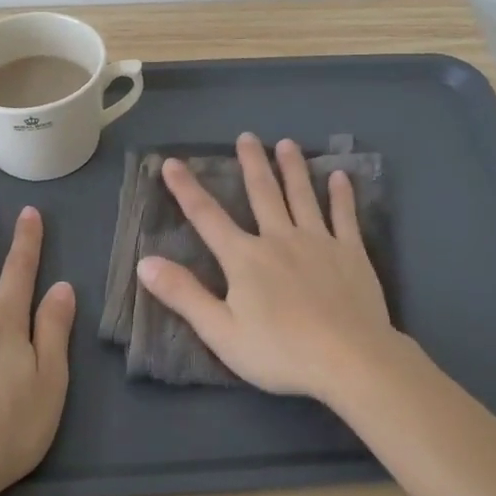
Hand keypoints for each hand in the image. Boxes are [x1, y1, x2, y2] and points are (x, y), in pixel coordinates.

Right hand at [135, 133, 400, 399]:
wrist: (349, 359)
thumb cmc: (280, 351)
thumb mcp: (220, 331)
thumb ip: (184, 295)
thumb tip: (145, 262)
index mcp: (245, 258)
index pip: (207, 217)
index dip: (186, 189)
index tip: (172, 162)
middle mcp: (279, 239)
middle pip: (262, 193)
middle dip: (251, 163)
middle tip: (247, 136)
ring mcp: (318, 242)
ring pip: (302, 196)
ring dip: (293, 168)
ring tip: (287, 143)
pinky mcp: (351, 253)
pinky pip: (344, 217)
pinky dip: (341, 195)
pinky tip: (340, 176)